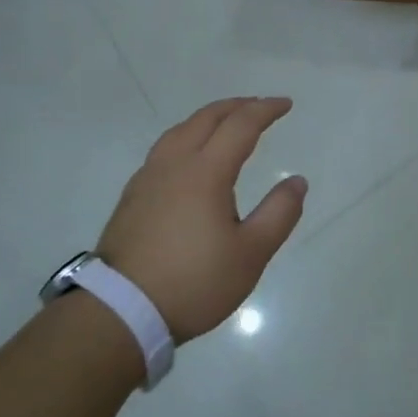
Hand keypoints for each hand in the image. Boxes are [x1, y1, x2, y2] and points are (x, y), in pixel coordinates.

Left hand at [96, 97, 306, 342]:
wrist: (120, 312)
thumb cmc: (193, 282)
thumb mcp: (251, 254)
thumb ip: (279, 213)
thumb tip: (297, 181)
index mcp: (205, 172)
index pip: (240, 125)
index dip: (265, 110)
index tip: (286, 104)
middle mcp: (174, 164)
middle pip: (206, 118)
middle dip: (236, 106)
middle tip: (259, 105)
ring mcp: (148, 179)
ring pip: (179, 131)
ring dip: (208, 118)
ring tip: (225, 123)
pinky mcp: (131, 197)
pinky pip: (164, 150)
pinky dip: (186, 137)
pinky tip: (190, 158)